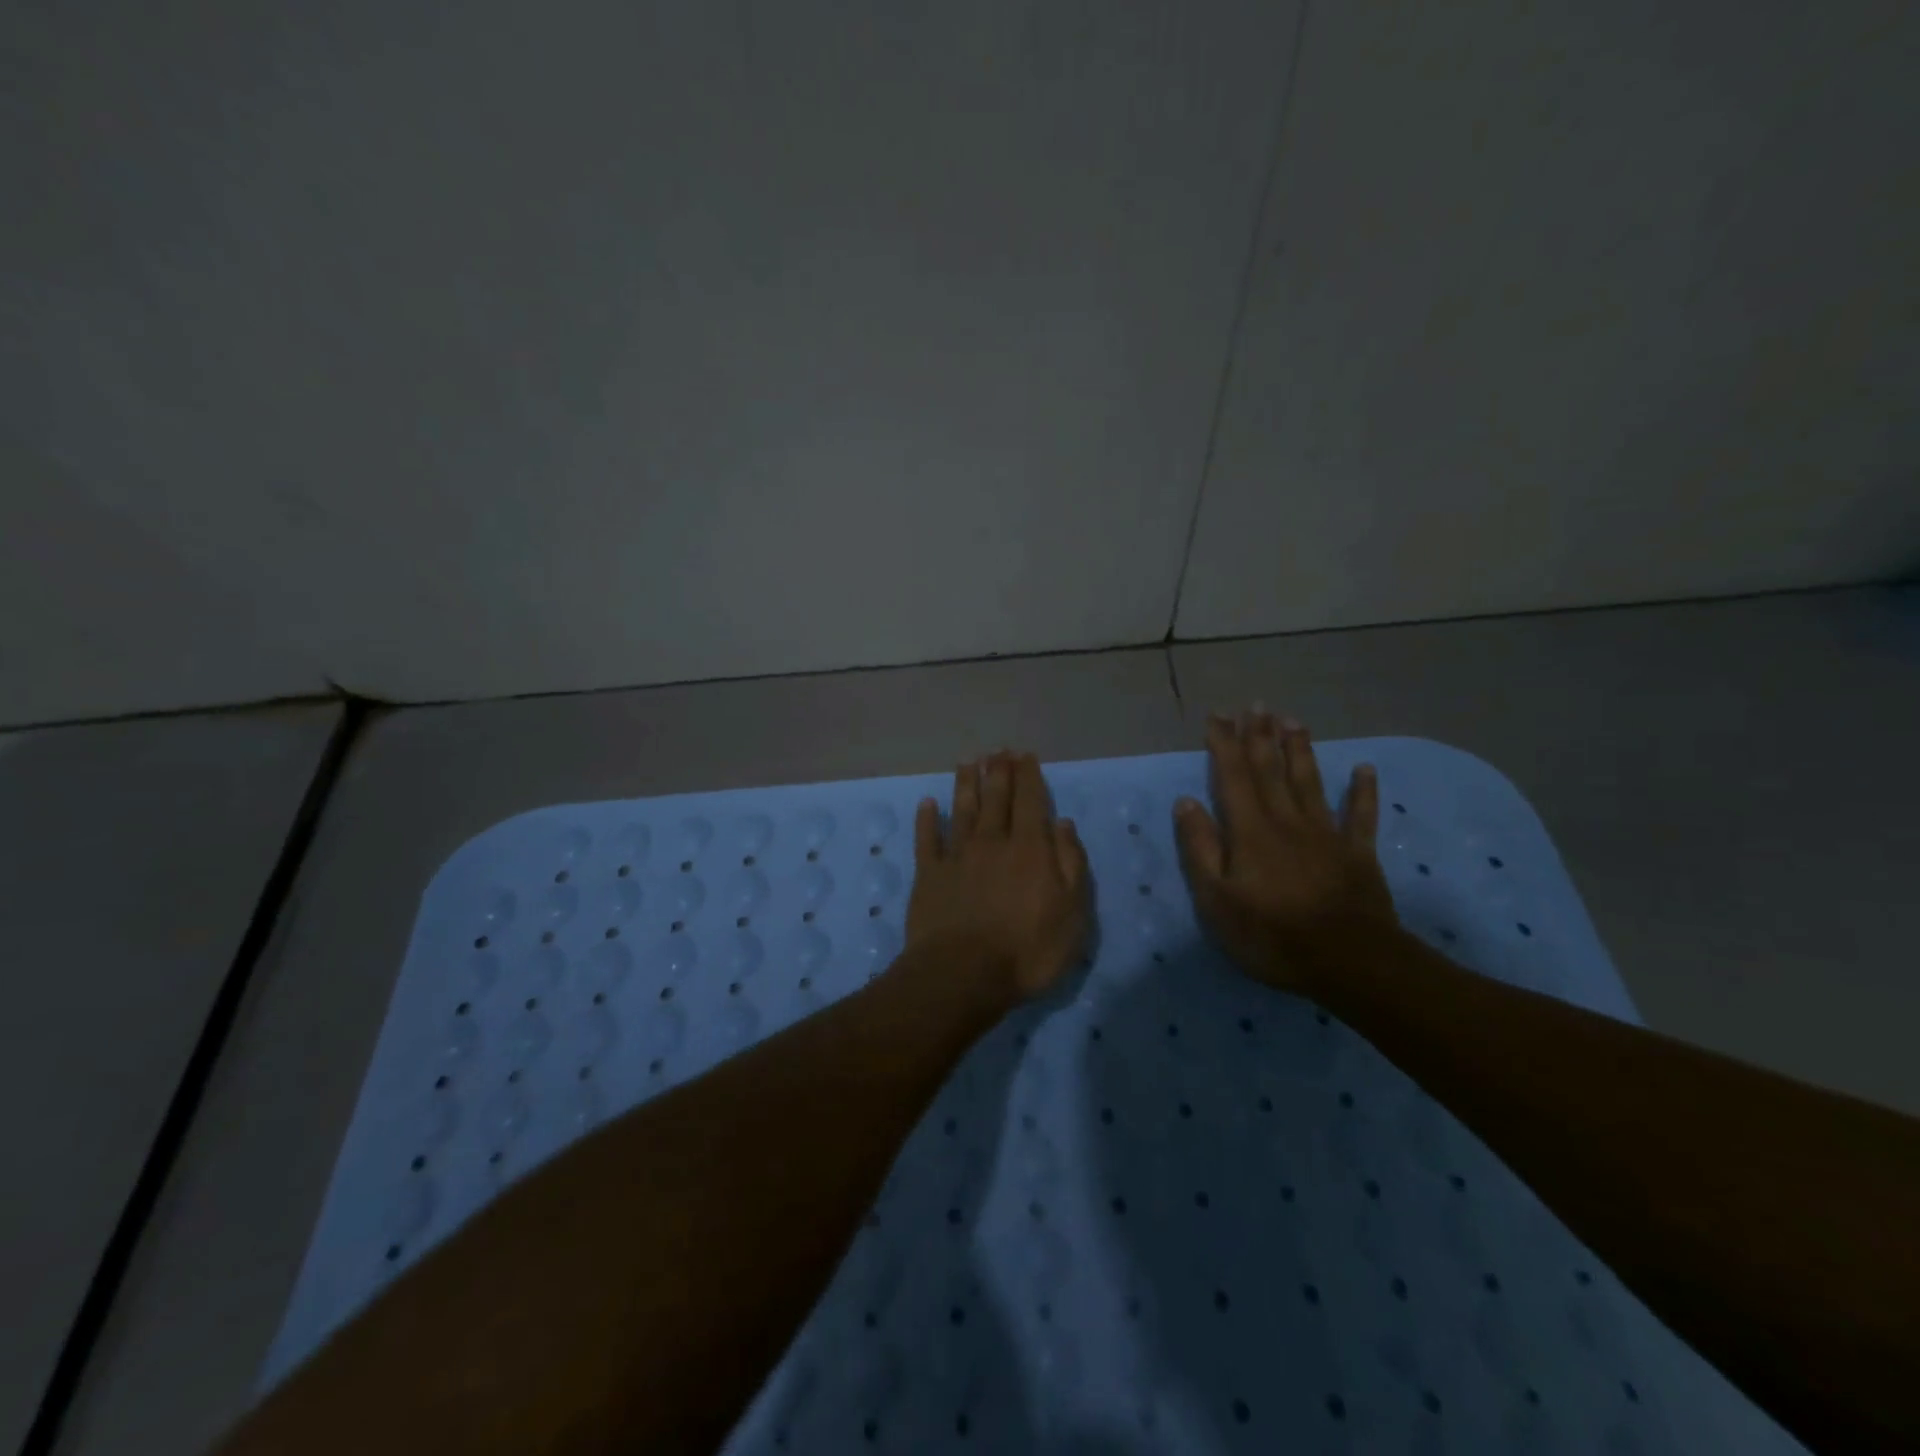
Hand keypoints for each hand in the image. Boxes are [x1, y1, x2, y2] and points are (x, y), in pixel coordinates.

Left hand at [907, 751, 1091, 1001]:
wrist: (962, 975)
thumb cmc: (1027, 950)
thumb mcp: (1072, 914)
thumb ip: (1071, 865)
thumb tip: (1063, 824)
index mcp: (1030, 849)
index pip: (1031, 802)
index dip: (1028, 776)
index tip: (1024, 756)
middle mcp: (992, 842)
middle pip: (995, 799)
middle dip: (998, 772)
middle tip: (998, 751)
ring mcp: (957, 856)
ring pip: (962, 810)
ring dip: (965, 784)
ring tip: (967, 762)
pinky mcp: (929, 874)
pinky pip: (927, 839)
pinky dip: (926, 819)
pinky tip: (926, 803)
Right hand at [1174, 712, 1399, 995]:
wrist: (1350, 962)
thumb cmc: (1272, 935)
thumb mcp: (1217, 900)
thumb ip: (1201, 848)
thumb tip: (1186, 802)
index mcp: (1250, 831)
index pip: (1233, 777)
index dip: (1224, 744)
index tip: (1217, 716)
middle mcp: (1287, 821)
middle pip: (1271, 770)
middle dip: (1260, 736)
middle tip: (1256, 704)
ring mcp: (1326, 834)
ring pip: (1309, 782)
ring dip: (1300, 749)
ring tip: (1293, 720)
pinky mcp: (1358, 854)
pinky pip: (1360, 815)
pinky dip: (1362, 791)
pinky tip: (1364, 769)